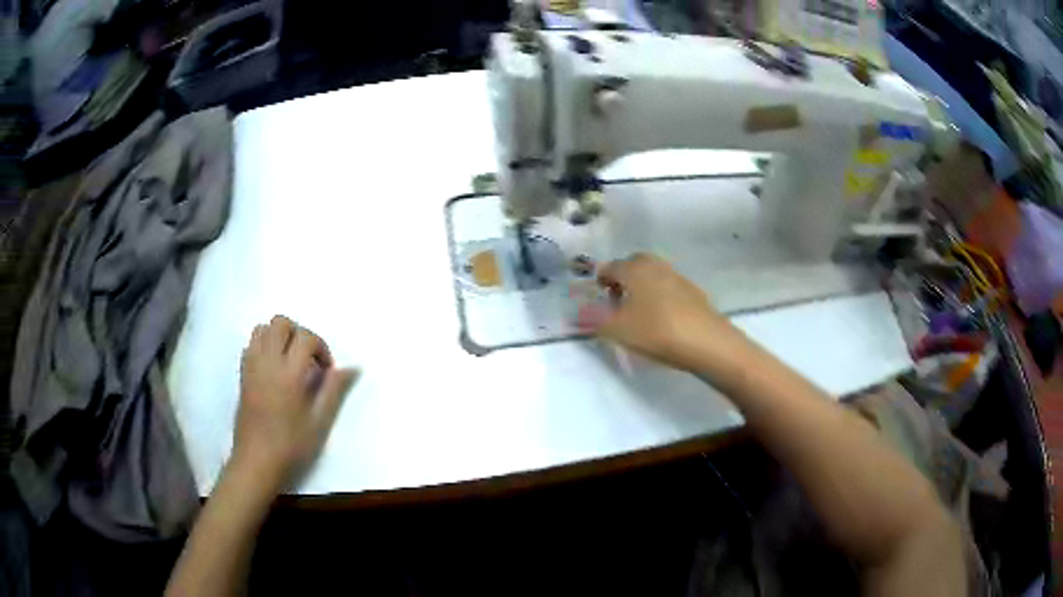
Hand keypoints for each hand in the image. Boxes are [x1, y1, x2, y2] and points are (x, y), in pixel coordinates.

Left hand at [231, 316, 357, 495]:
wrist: (257, 461)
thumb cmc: (291, 445)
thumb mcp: (319, 422)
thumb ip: (334, 390)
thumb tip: (353, 368)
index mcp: (289, 373)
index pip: (306, 337)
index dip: (321, 347)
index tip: (326, 370)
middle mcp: (267, 362)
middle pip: (281, 323)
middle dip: (299, 333)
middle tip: (308, 359)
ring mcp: (251, 366)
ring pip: (262, 329)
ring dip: (278, 337)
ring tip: (290, 360)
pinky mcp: (242, 375)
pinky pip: (251, 345)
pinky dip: (263, 346)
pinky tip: (273, 369)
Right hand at [588, 253, 742, 371]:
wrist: (706, 342)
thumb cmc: (656, 331)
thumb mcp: (617, 330)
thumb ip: (594, 320)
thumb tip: (576, 313)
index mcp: (634, 268)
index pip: (609, 267)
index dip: (600, 281)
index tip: (597, 300)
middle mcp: (655, 265)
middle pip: (632, 266)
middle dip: (622, 281)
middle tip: (617, 304)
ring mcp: (677, 276)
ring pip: (651, 276)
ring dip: (641, 289)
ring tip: (638, 315)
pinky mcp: (693, 292)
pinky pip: (667, 288)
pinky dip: (659, 298)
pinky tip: (661, 321)